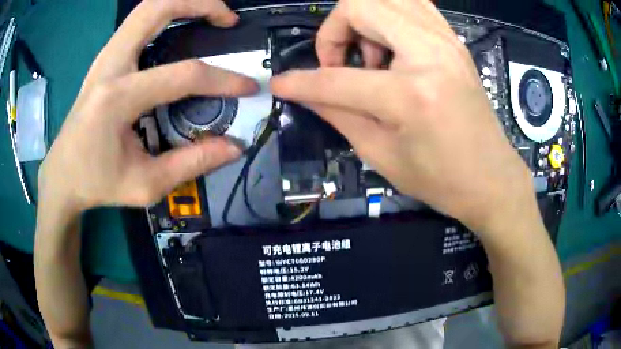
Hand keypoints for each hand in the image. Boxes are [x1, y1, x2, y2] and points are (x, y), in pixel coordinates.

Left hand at [38, 0, 257, 210]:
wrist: (62, 175)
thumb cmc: (98, 183)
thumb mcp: (145, 185)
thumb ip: (191, 163)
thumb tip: (234, 147)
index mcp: (117, 98)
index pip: (182, 75)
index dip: (222, 80)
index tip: (249, 87)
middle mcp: (110, 65)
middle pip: (158, 7)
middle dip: (201, 4)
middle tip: (228, 19)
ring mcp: (105, 57)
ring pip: (147, 7)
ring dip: (183, 3)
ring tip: (209, 17)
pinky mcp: (105, 59)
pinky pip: (139, 22)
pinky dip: (165, 16)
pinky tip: (179, 30)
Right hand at [271, 0, 533, 234]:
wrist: (491, 178)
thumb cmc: (441, 180)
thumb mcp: (381, 155)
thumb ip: (337, 114)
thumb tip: (304, 92)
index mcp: (410, 94)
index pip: (335, 77)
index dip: (299, 81)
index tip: (280, 84)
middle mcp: (430, 52)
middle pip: (359, 5)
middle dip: (334, 30)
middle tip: (340, 64)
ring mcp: (446, 40)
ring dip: (362, 19)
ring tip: (368, 56)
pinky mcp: (453, 41)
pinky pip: (412, 4)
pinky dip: (389, 15)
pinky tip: (389, 45)